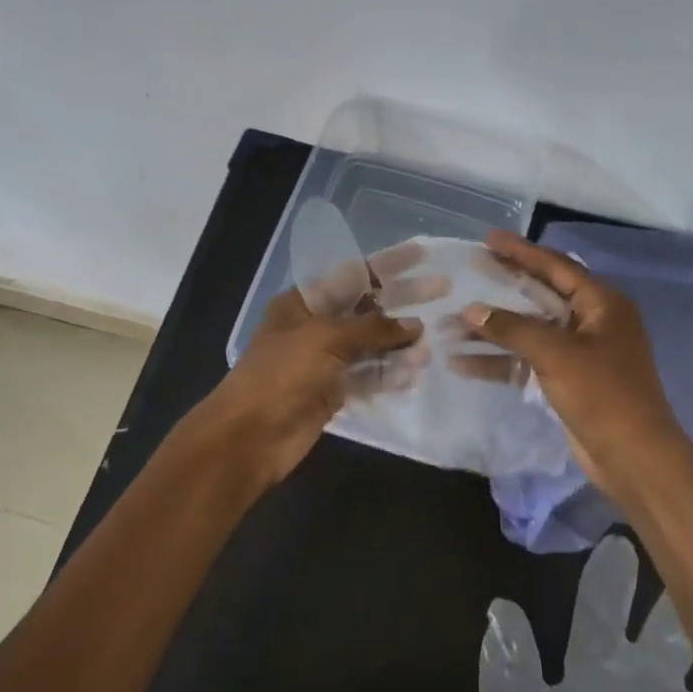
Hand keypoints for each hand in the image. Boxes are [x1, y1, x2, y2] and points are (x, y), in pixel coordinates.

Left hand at [186, 287, 422, 489]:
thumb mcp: (327, 339)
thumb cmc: (282, 374)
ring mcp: (325, 361)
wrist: (249, 436)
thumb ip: (373, 329)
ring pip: (372, 344)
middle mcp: (316, 326)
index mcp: (304, 302)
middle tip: (443, 291)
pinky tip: (414, 374)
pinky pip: (368, 376)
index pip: (354, 274)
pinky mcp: (333, 391)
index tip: (421, 255)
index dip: (388, 264)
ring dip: (400, 343)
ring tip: (430, 346)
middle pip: (368, 307)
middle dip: (403, 300)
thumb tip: (414, 325)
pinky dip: (389, 373)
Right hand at [459, 230, 689, 503]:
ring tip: (453, 323)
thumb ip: (513, 329)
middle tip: (469, 271)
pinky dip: (500, 361)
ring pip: (530, 331)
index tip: (488, 238)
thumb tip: (470, 310)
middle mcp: (592, 321)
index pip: (556, 266)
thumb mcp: (557, 354)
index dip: (521, 251)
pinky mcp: (567, 380)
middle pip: (540, 296)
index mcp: (602, 304)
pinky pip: (529, 361)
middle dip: (503, 288)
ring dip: (494, 330)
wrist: (634, 458)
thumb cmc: (603, 394)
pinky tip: (463, 363)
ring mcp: (580, 353)